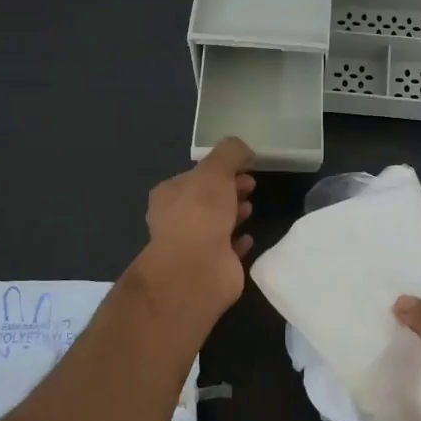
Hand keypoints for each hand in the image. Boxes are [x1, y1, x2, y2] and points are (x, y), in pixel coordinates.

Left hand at [137, 138, 256, 321]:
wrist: (197, 270)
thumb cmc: (200, 214)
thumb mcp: (215, 171)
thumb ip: (229, 153)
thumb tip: (244, 150)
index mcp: (169, 194)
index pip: (196, 175)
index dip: (221, 169)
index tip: (244, 167)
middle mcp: (176, 219)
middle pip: (207, 199)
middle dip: (229, 189)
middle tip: (251, 185)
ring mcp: (192, 246)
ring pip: (216, 224)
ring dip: (234, 214)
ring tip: (251, 209)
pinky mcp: (210, 267)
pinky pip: (227, 250)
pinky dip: (238, 242)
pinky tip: (249, 238)